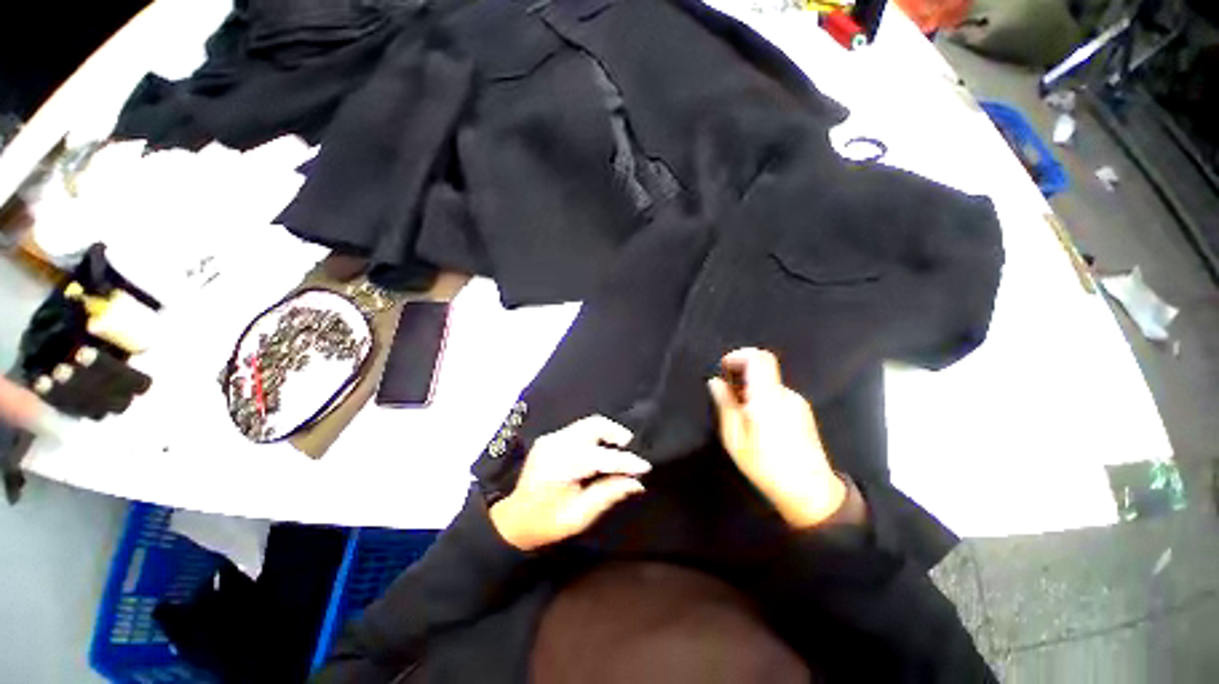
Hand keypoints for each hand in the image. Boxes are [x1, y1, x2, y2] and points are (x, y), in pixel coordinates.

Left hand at [489, 416, 650, 550]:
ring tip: (620, 448)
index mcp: (562, 464)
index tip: (645, 466)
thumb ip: (608, 494)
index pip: (601, 456)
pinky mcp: (550, 438)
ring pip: (588, 423)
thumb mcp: (580, 516)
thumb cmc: (547, 523)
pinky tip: (601, 450)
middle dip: (616, 433)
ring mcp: (551, 437)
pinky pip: (579, 430)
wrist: (514, 519)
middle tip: (631, 449)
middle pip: (594, 425)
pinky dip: (595, 436)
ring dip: (607, 432)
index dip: (625, 461)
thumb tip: (636, 483)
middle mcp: (556, 443)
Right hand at [707, 348, 847, 528]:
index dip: (738, 356)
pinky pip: (776, 395)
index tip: (723, 369)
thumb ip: (725, 404)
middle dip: (740, 375)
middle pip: (762, 369)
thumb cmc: (766, 466)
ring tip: (739, 414)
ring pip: (768, 383)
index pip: (759, 358)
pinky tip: (755, 422)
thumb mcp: (735, 437)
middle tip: (726, 396)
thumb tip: (715, 382)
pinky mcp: (802, 412)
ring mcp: (796, 403)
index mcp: (767, 397)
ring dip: (750, 389)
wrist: (810, 492)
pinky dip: (761, 398)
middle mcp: (785, 394)